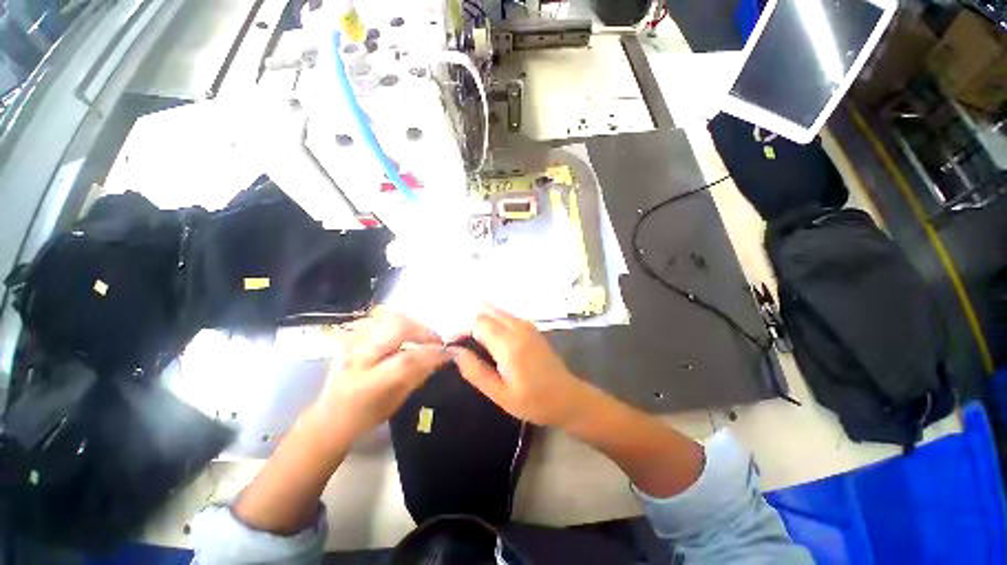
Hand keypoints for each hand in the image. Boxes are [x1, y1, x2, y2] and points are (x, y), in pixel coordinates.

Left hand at [306, 311, 450, 442]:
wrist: (328, 417)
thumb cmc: (364, 417)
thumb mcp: (395, 403)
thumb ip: (418, 376)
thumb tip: (441, 358)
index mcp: (367, 383)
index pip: (406, 359)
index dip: (432, 353)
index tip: (449, 353)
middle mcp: (357, 357)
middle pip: (398, 327)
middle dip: (424, 331)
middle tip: (436, 342)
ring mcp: (352, 343)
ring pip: (391, 318)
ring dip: (415, 325)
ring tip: (424, 338)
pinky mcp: (351, 336)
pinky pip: (383, 321)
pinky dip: (401, 325)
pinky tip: (407, 337)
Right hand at [450, 307, 594, 428]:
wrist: (568, 397)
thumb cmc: (533, 401)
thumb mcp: (500, 394)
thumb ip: (475, 371)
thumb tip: (455, 352)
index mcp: (508, 344)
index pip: (477, 322)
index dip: (460, 330)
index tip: (452, 346)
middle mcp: (517, 327)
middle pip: (485, 311)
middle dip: (469, 324)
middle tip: (463, 345)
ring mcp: (526, 325)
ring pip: (496, 311)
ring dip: (481, 321)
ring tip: (475, 343)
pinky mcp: (531, 327)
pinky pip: (506, 316)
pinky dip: (493, 322)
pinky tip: (492, 341)